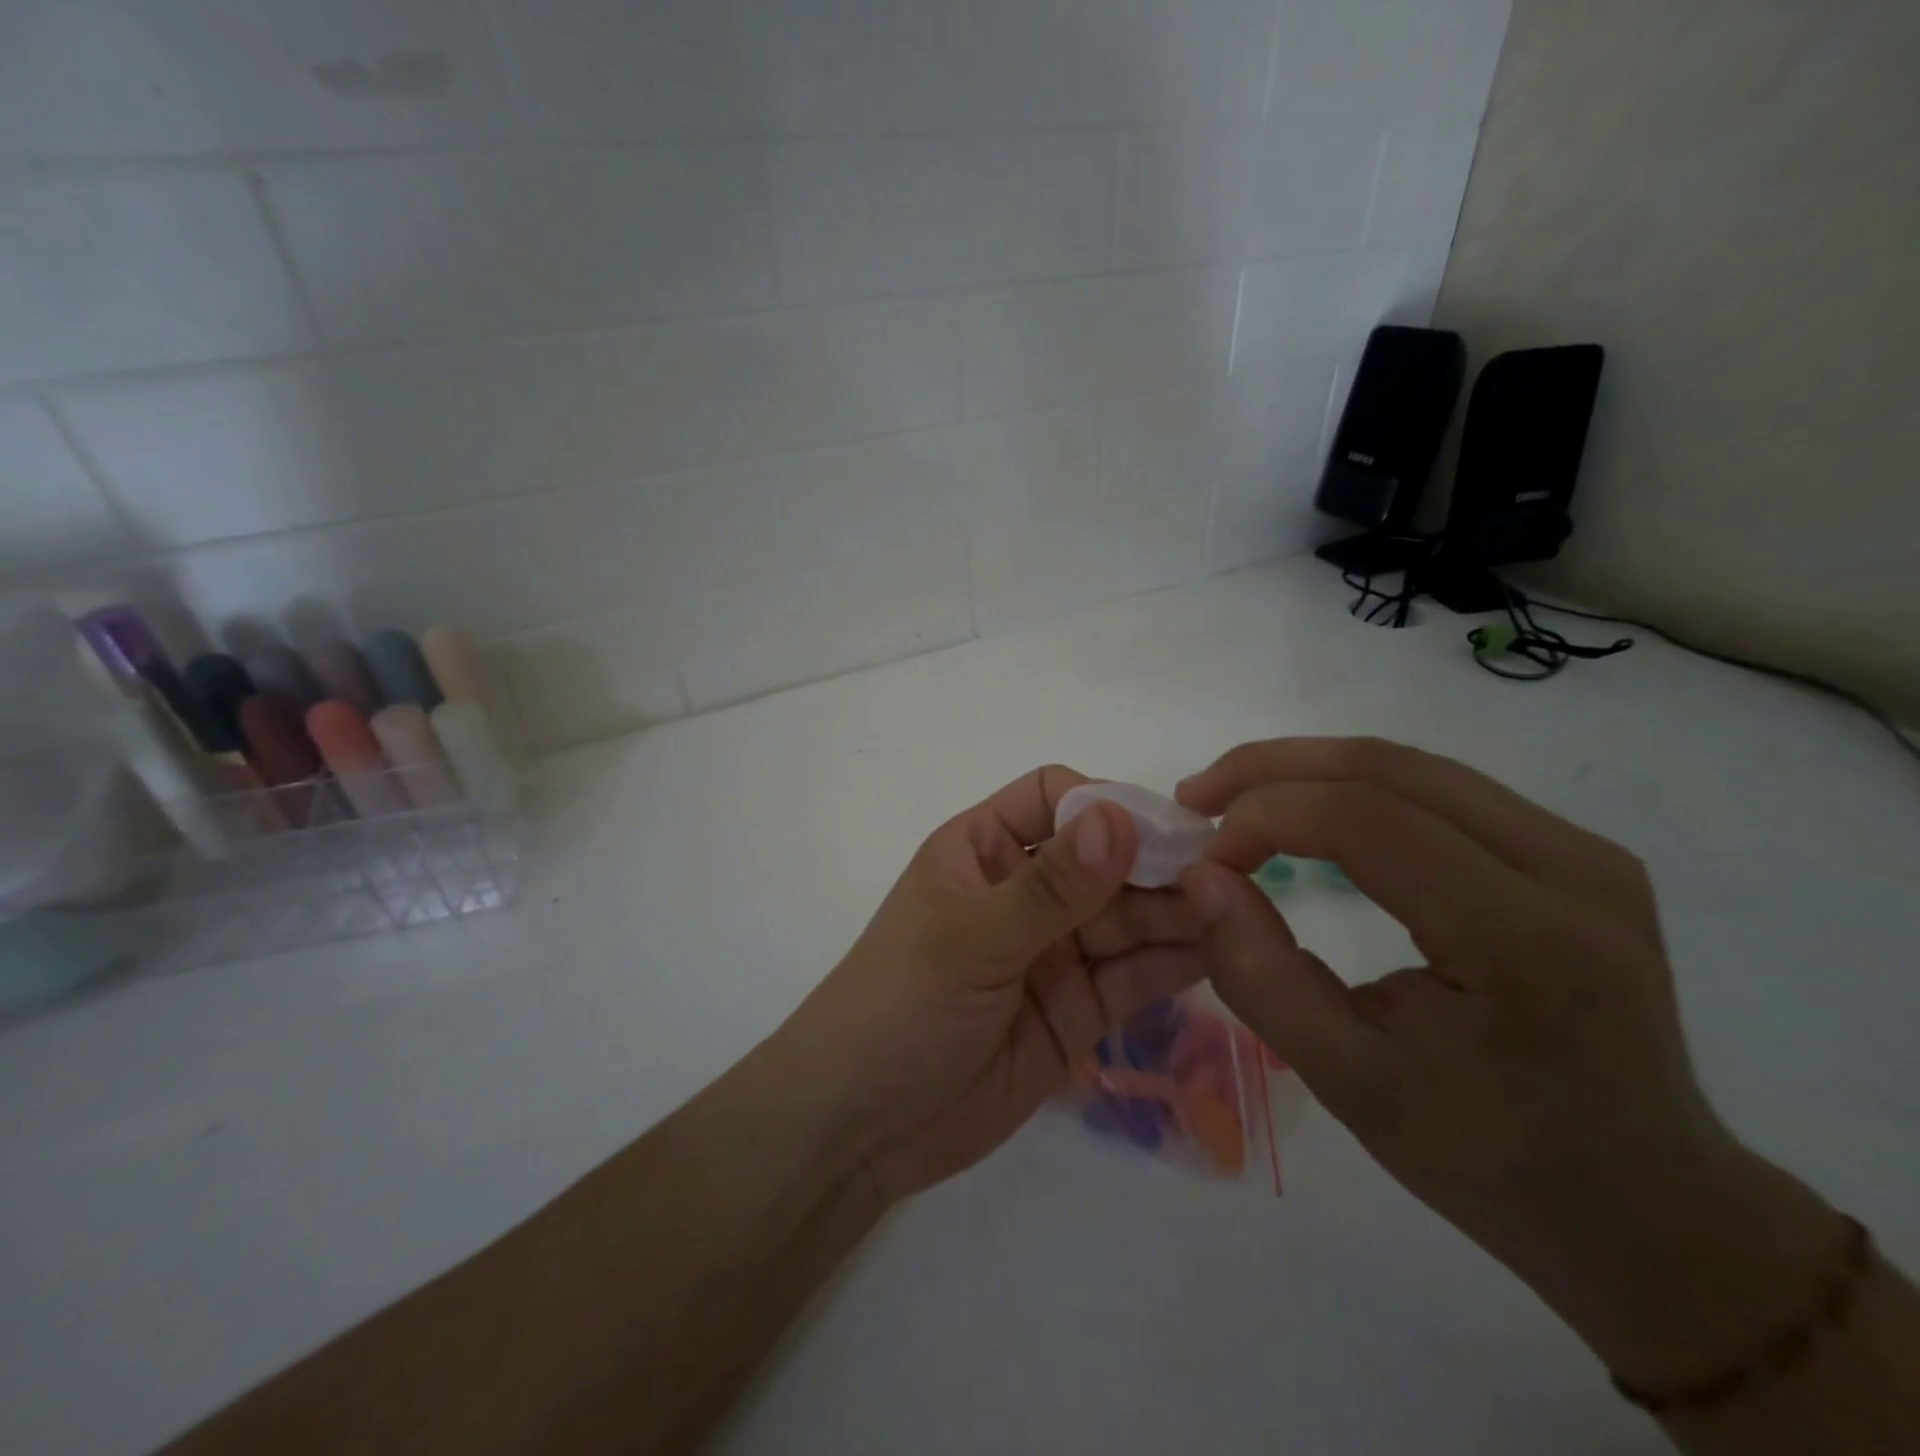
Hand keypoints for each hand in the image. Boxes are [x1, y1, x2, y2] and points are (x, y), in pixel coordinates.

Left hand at [770, 766, 1206, 1204]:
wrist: (860, 1129)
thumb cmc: (899, 1007)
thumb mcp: (971, 940)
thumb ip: (1049, 887)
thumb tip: (1119, 817)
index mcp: (980, 851)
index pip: (1052, 798)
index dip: (1106, 802)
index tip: (1167, 827)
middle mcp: (1022, 893)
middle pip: (1102, 860)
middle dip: (1156, 863)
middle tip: (1225, 875)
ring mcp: (1052, 953)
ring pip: (1125, 918)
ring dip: (1174, 912)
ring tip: (1235, 912)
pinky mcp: (1074, 1011)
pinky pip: (1131, 977)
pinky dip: (1170, 965)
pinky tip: (1217, 954)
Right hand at [1174, 737, 1844, 1389]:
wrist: (1651, 1204)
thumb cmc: (1492, 1161)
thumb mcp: (1350, 1085)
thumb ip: (1261, 976)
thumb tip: (1200, 876)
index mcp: (1527, 938)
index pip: (1369, 821)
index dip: (1266, 817)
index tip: (1205, 859)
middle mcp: (1570, 867)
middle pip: (1388, 768)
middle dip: (1273, 770)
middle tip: (1196, 798)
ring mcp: (1582, 850)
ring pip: (1410, 765)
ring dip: (1307, 769)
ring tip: (1234, 799)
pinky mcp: (1572, 851)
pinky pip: (1437, 788)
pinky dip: (1352, 787)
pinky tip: (1307, 812)